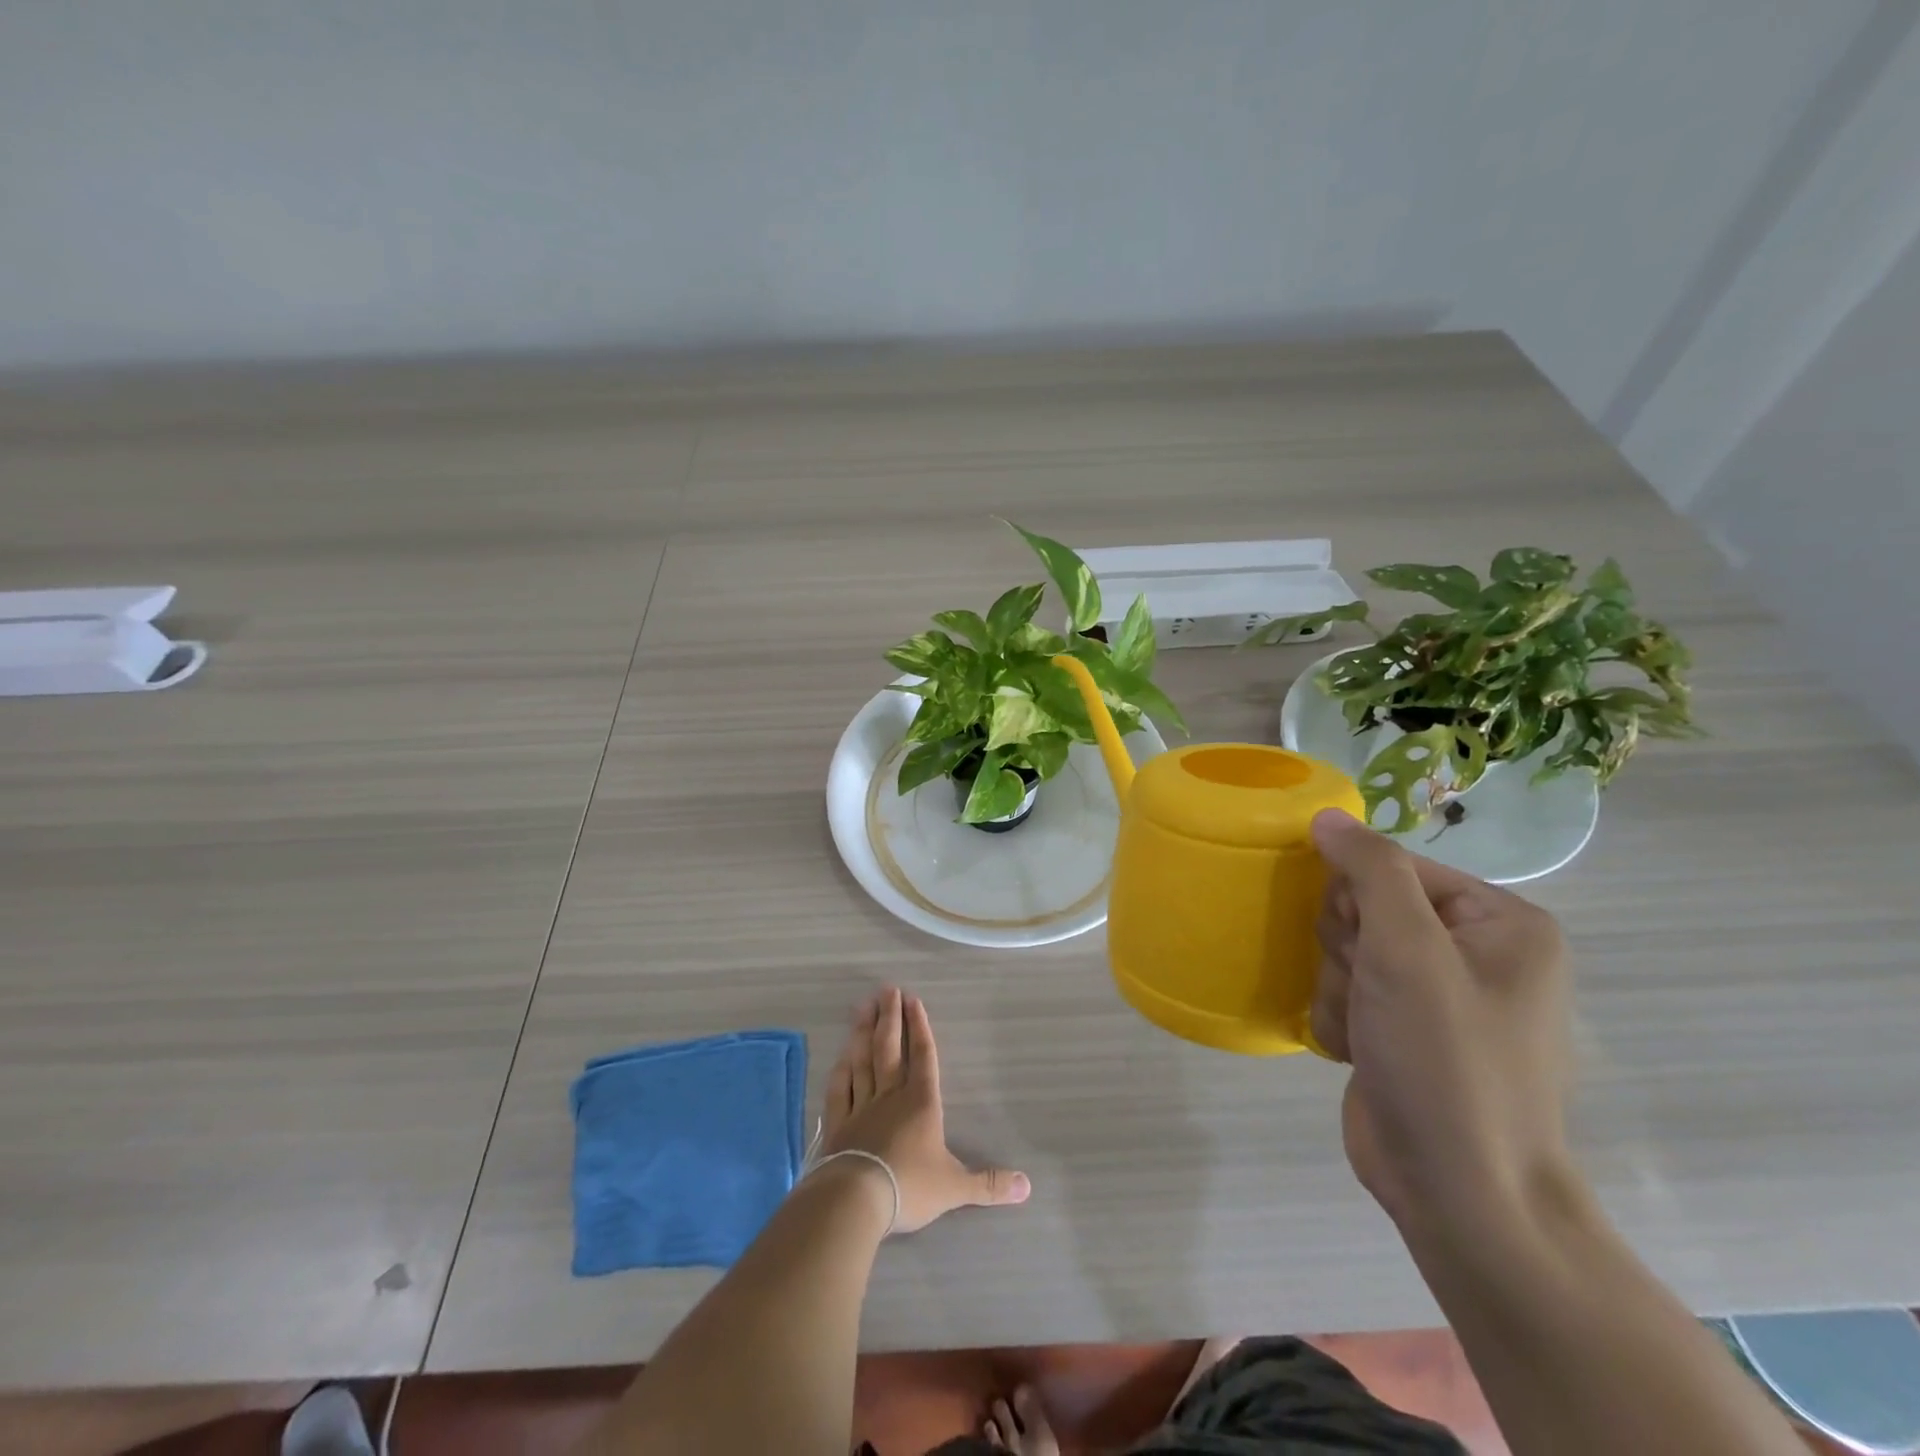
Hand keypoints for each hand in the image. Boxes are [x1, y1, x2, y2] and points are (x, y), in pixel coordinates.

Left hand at [819, 987, 1030, 1233]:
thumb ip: (989, 1184)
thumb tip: (1027, 1187)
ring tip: (863, 1007)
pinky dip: (841, 1068)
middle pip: (889, 1048)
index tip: (913, 999)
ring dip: (863, 1032)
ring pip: (862, 1060)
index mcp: (921, 1102)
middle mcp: (891, 1095)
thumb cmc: (910, 1187)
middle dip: (890, 1017)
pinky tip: (841, 1054)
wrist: (856, 1199)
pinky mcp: (838, 1123)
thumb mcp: (955, 1187)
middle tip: (886, 989)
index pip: (923, 1056)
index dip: (919, 1026)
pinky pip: (840, 1087)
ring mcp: (861, 1106)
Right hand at [1310, 809, 1576, 1233]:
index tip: (1365, 946)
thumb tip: (1327, 816)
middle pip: (1364, 908)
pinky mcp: (1403, 1030)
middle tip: (1370, 991)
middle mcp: (1473, 951)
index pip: (1393, 867)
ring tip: (1366, 1031)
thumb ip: (1369, 870)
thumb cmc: (1446, 1060)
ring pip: (1345, 951)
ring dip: (1338, 988)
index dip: (1361, 901)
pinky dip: (1340, 1019)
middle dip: (1349, 949)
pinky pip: (1345, 992)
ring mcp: (1436, 994)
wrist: (1460, 1193)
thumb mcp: (1407, 951)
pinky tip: (1359, 1052)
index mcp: (1499, 921)